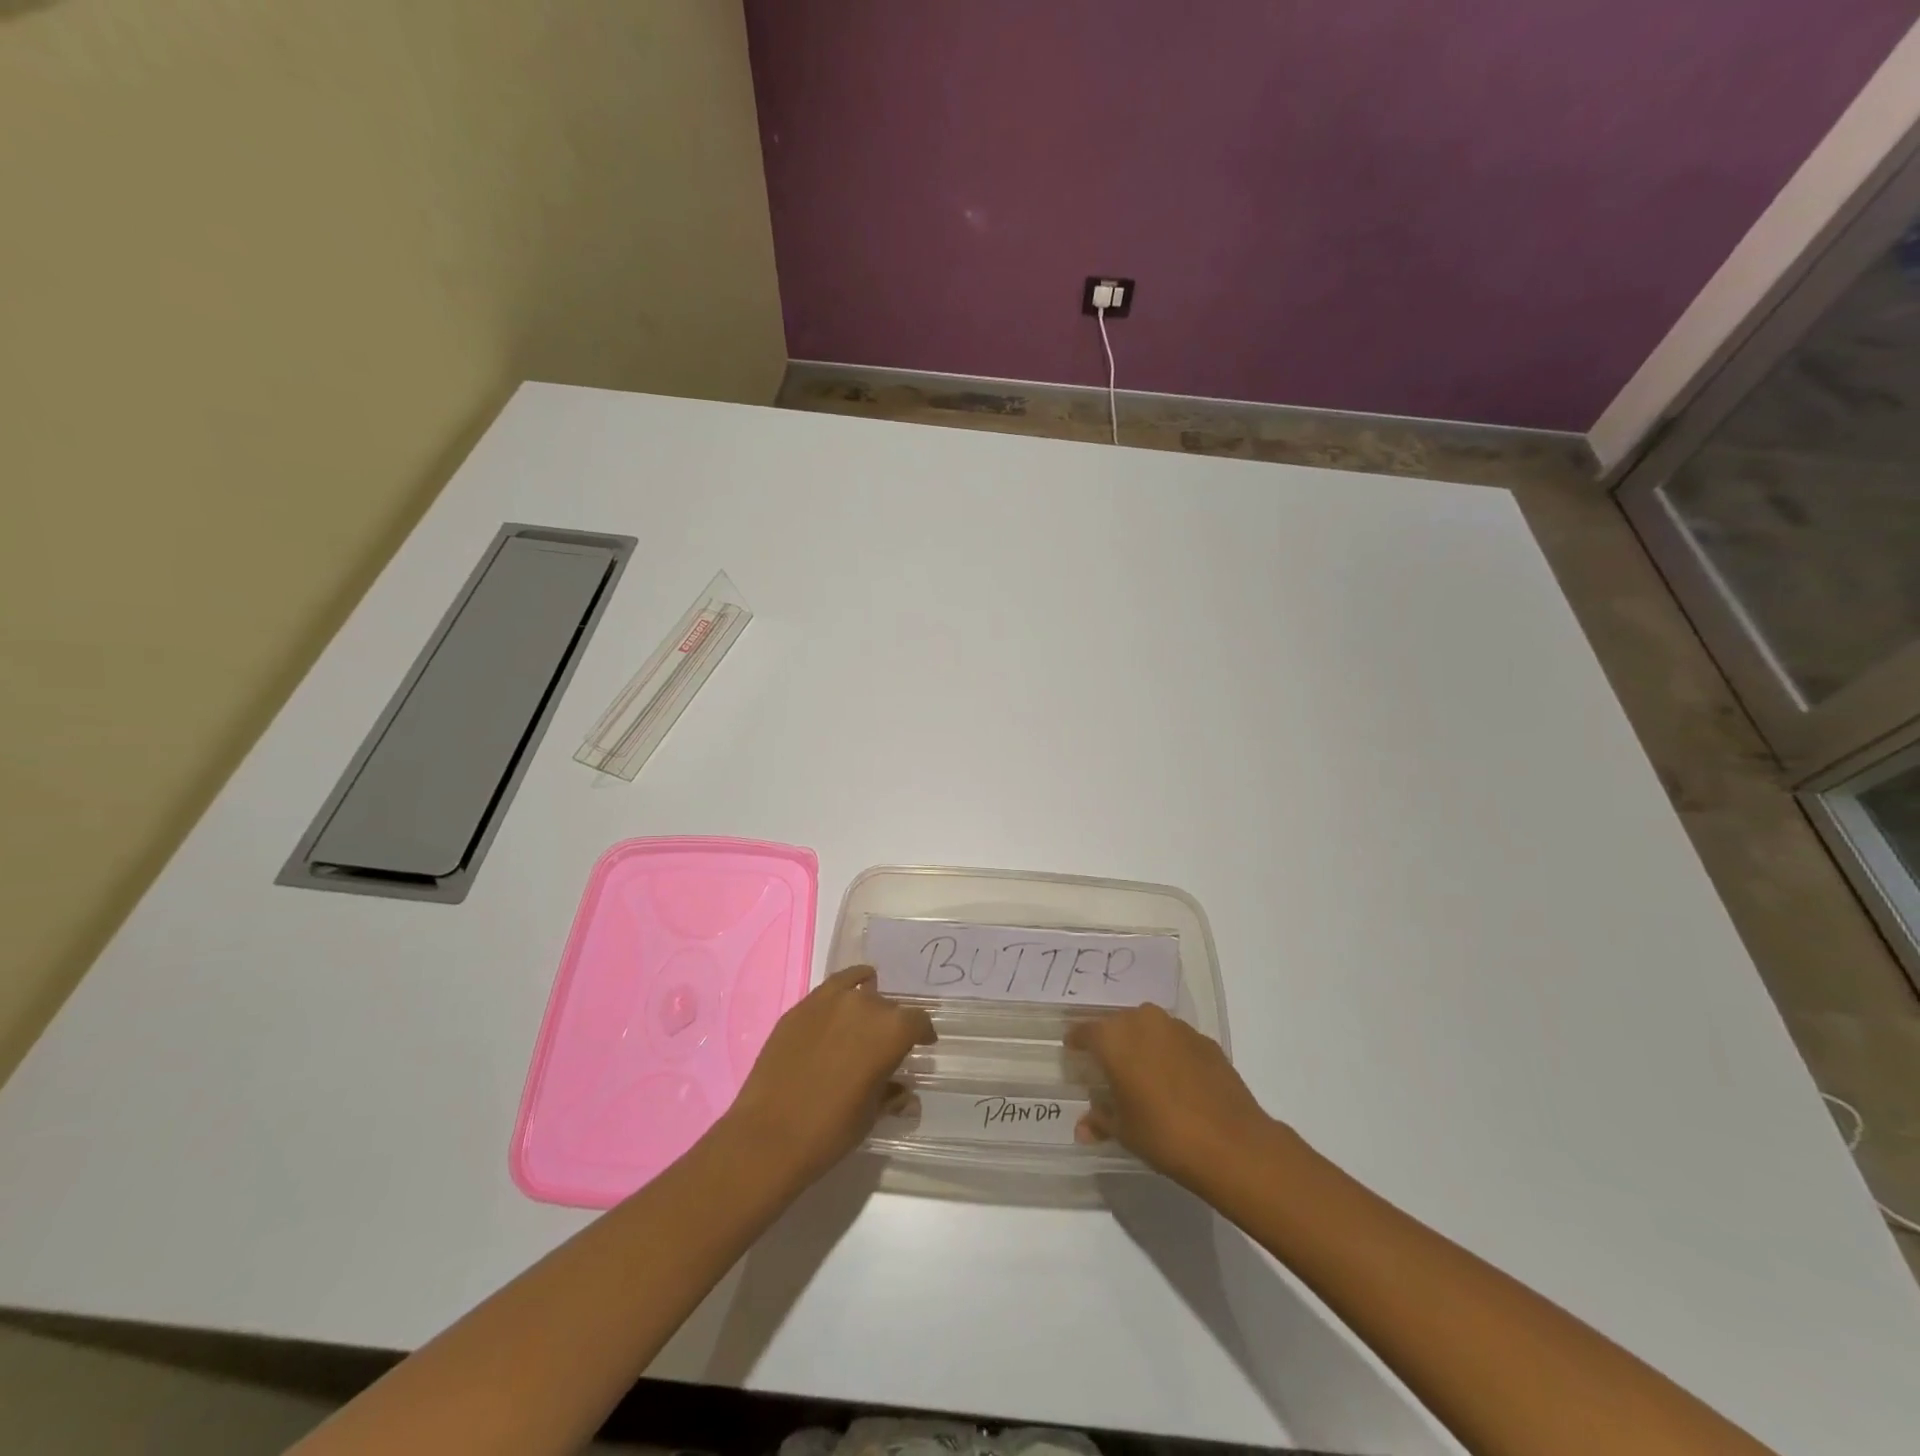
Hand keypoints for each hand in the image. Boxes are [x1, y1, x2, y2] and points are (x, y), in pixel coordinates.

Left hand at [720, 965, 935, 1185]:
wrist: (769, 1135)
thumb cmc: (830, 1130)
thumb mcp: (870, 1115)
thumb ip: (891, 1095)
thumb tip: (906, 1094)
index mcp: (892, 1031)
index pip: (918, 1022)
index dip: (922, 1034)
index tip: (922, 1045)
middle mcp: (866, 1005)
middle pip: (889, 1007)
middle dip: (891, 1024)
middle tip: (884, 1047)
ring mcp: (830, 1000)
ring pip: (861, 991)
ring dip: (867, 1005)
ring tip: (862, 1023)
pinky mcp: (801, 1006)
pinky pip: (833, 987)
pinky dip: (844, 989)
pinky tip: (844, 998)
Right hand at [1067, 1004, 1276, 1189]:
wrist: (1232, 1143)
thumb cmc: (1164, 1134)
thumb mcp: (1124, 1131)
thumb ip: (1100, 1120)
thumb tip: (1082, 1127)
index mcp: (1115, 1037)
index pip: (1086, 1031)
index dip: (1077, 1042)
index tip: (1073, 1052)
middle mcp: (1144, 1021)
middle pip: (1118, 1025)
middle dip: (1111, 1042)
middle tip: (1108, 1066)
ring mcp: (1178, 1028)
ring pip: (1149, 1029)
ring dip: (1142, 1045)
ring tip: (1142, 1073)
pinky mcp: (1206, 1041)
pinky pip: (1176, 1041)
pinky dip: (1170, 1054)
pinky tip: (1175, 1081)